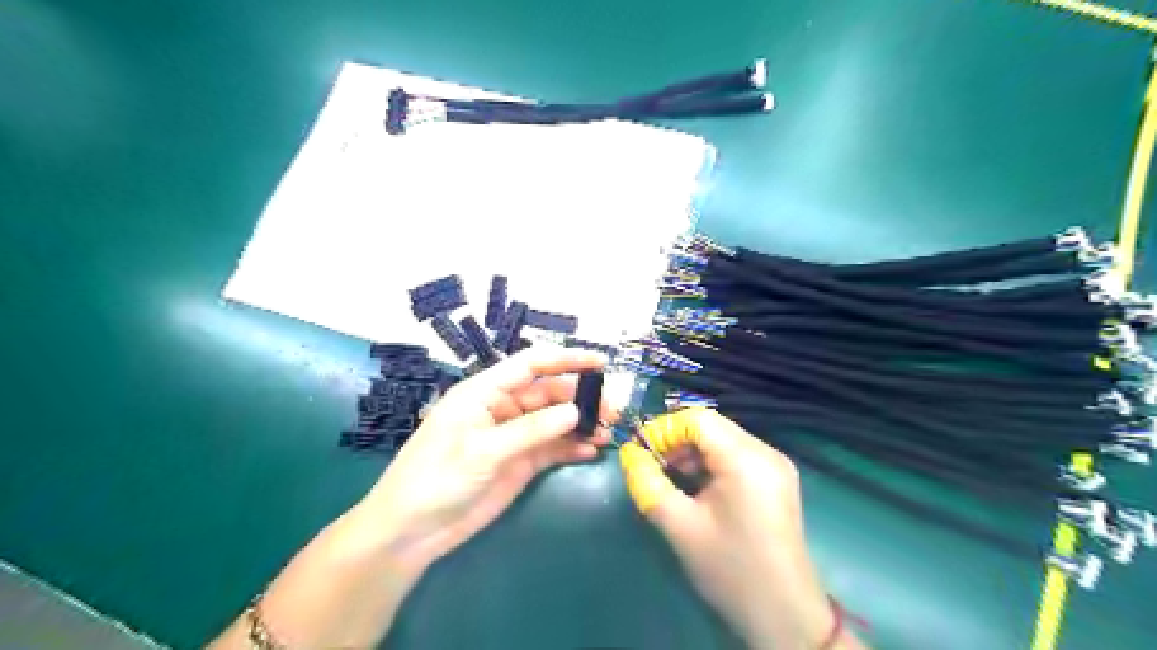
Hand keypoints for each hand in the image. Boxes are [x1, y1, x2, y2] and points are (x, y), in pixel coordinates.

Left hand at [361, 348, 613, 577]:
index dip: (566, 359)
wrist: (412, 531)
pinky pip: (552, 448)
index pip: (531, 365)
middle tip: (611, 411)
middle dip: (581, 398)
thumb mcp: (482, 451)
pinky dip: (572, 447)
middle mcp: (503, 408)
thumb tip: (574, 412)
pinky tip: (591, 451)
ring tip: (607, 432)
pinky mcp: (520, 462)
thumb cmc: (436, 479)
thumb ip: (530, 430)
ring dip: (581, 423)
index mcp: (485, 392)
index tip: (600, 362)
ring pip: (555, 420)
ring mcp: (513, 436)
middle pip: (549, 393)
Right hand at [618, 410, 852, 648]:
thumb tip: (628, 453)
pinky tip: (697, 488)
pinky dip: (711, 464)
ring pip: (723, 440)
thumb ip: (647, 483)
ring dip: (693, 453)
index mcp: (746, 459)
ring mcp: (776, 465)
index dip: (664, 429)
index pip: (698, 419)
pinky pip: (737, 456)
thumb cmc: (730, 569)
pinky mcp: (777, 480)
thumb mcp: (679, 525)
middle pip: (712, 427)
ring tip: (671, 480)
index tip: (640, 453)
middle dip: (677, 441)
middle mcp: (766, 452)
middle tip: (652, 467)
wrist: (784, 615)